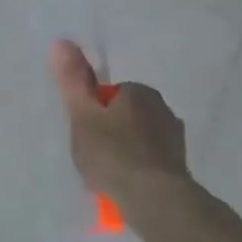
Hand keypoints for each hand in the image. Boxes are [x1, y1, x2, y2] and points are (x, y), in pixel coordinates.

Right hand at [51, 40, 188, 209]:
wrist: (155, 200)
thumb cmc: (113, 153)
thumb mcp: (82, 114)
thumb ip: (72, 80)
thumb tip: (61, 41)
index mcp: (140, 92)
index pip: (109, 94)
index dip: (92, 112)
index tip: (84, 132)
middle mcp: (164, 110)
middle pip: (125, 115)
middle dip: (109, 131)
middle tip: (92, 154)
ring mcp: (175, 140)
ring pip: (138, 139)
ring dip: (124, 151)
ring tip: (106, 174)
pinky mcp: (179, 167)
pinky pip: (149, 161)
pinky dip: (136, 169)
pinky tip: (124, 186)